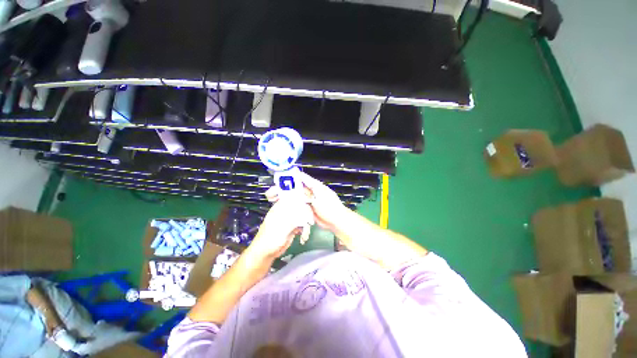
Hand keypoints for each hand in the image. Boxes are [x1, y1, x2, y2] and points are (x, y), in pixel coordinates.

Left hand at [248, 199, 313, 259]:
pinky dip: (305, 230)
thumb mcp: (281, 227)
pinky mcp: (293, 226)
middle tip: (310, 220)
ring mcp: (290, 218)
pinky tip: (303, 238)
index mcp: (280, 207)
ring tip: (305, 234)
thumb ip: (293, 219)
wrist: (266, 253)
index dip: (301, 197)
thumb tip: (304, 211)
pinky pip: (303, 224)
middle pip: (300, 206)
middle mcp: (286, 211)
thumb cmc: (270, 238)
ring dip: (306, 224)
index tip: (310, 200)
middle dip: (306, 213)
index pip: (292, 197)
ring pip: (303, 215)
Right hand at [265, 172, 349, 231]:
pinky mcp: (307, 209)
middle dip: (286, 189)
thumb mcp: (320, 195)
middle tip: (273, 192)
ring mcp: (309, 201)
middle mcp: (311, 192)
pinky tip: (283, 206)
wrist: (335, 221)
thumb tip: (299, 180)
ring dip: (287, 197)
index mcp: (315, 186)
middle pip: (296, 188)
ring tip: (275, 198)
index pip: (302, 178)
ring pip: (296, 196)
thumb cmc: (329, 206)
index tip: (281, 177)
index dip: (292, 177)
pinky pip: (298, 205)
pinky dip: (291, 205)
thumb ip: (309, 188)